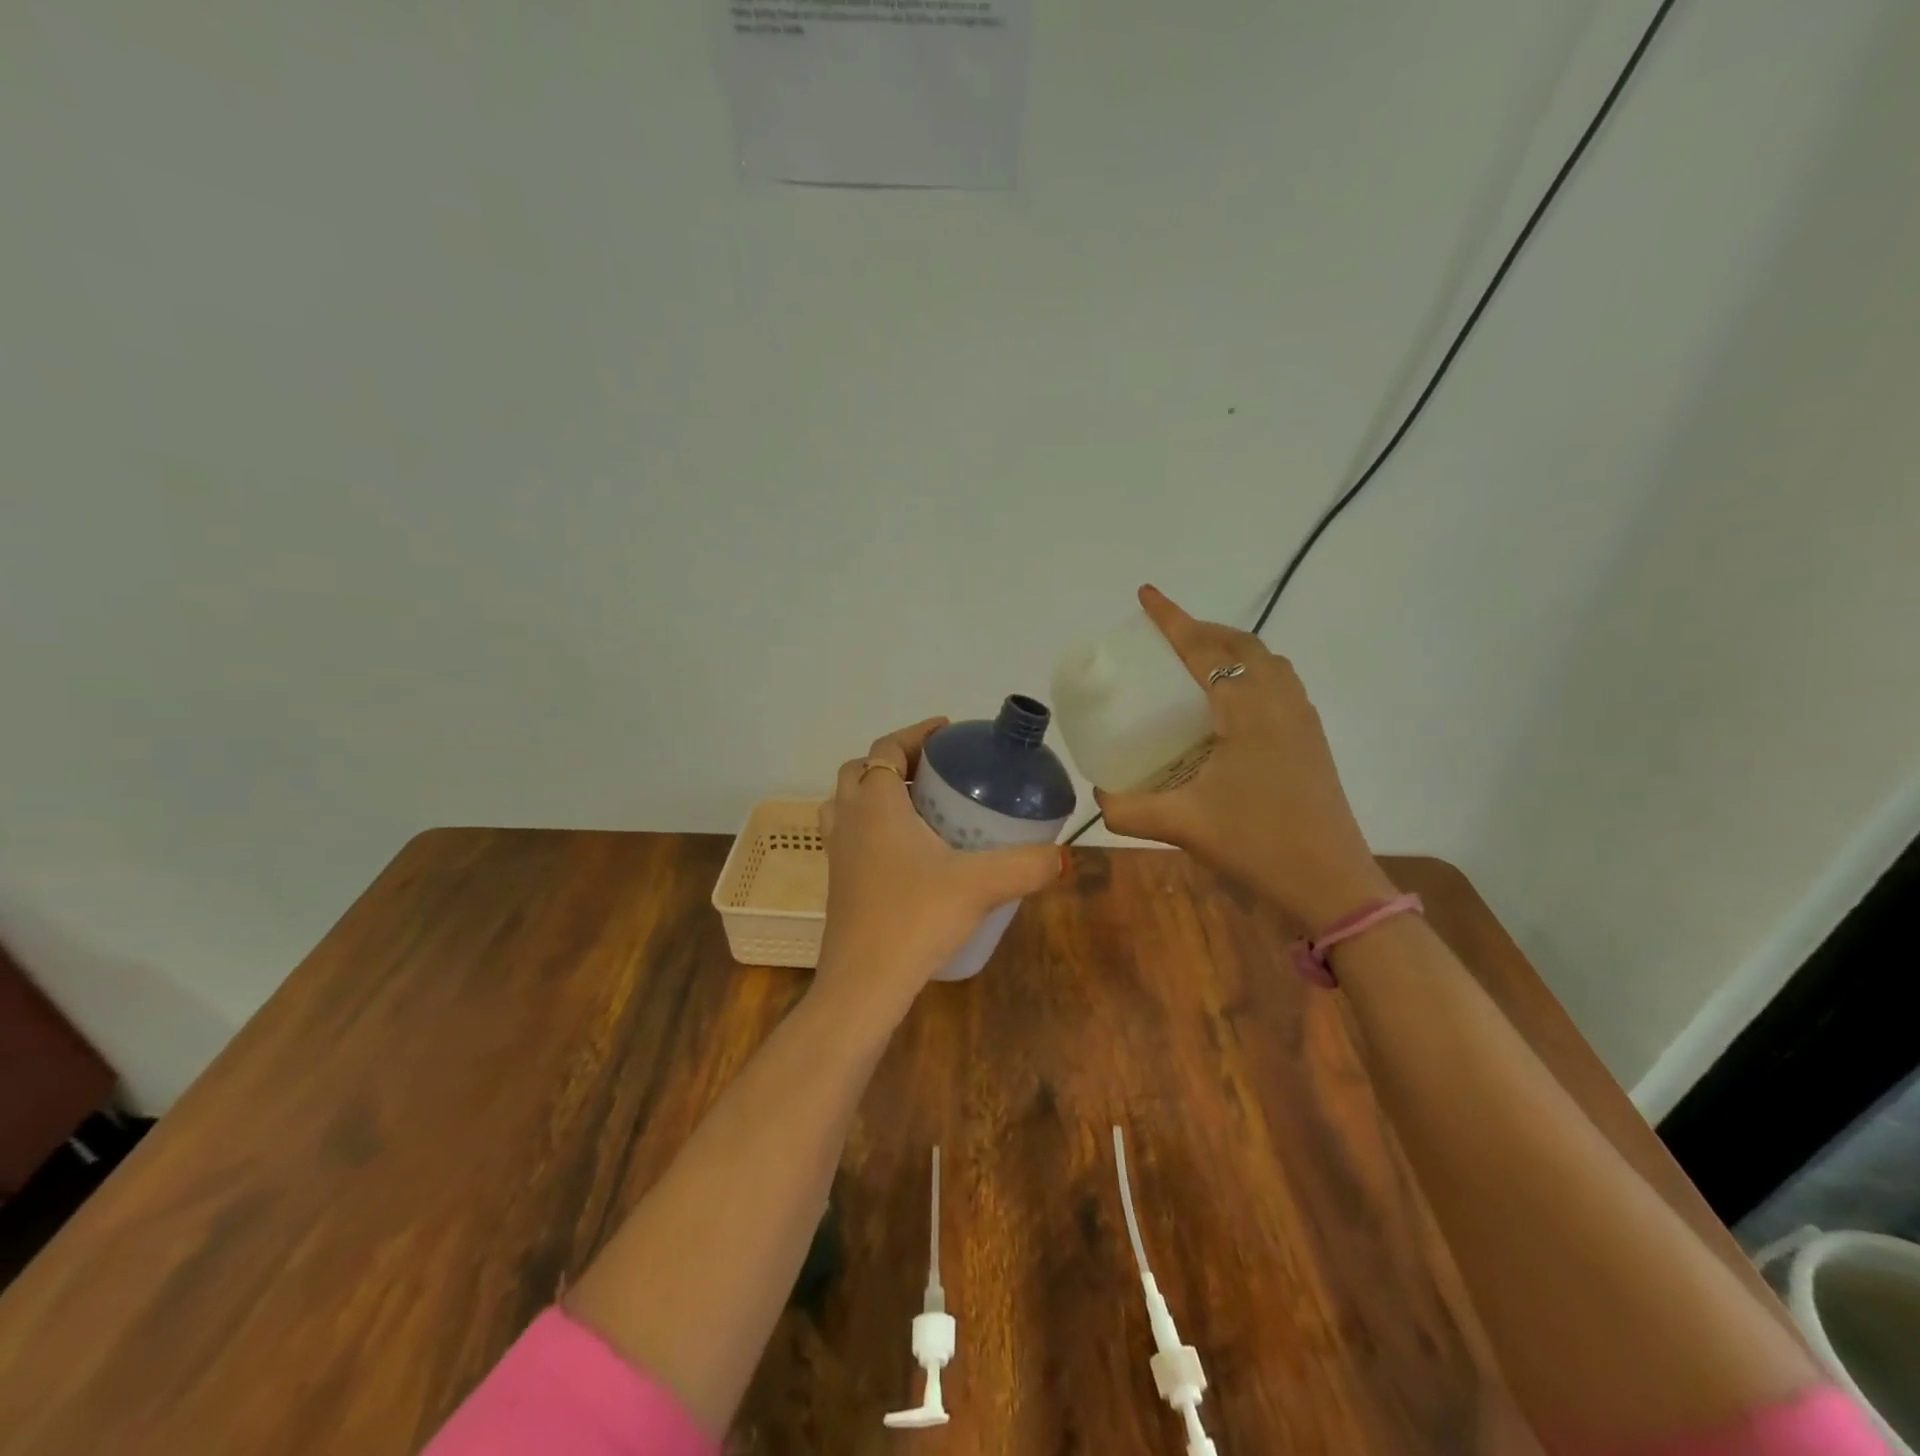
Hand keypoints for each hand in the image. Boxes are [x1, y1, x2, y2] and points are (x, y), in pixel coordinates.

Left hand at [815, 717, 1065, 1014]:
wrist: (863, 984)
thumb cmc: (915, 918)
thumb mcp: (980, 885)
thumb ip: (1026, 864)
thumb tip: (1063, 855)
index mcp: (876, 804)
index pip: (888, 748)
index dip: (916, 734)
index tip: (948, 732)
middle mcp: (849, 820)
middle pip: (861, 771)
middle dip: (897, 762)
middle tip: (935, 772)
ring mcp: (837, 853)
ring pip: (847, 804)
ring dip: (876, 794)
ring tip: (919, 807)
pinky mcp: (837, 883)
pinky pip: (850, 836)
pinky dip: (872, 828)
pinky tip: (908, 854)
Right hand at [1093, 586, 1394, 933]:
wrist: (1332, 884)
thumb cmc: (1257, 845)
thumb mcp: (1183, 826)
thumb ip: (1129, 810)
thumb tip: (1098, 797)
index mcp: (1247, 711)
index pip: (1204, 650)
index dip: (1172, 619)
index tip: (1146, 594)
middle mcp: (1279, 703)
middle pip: (1241, 644)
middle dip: (1203, 630)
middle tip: (1167, 635)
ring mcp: (1302, 720)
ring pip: (1267, 661)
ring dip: (1231, 648)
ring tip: (1198, 662)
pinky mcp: (1311, 740)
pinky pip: (1279, 683)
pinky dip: (1251, 672)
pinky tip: (1230, 704)